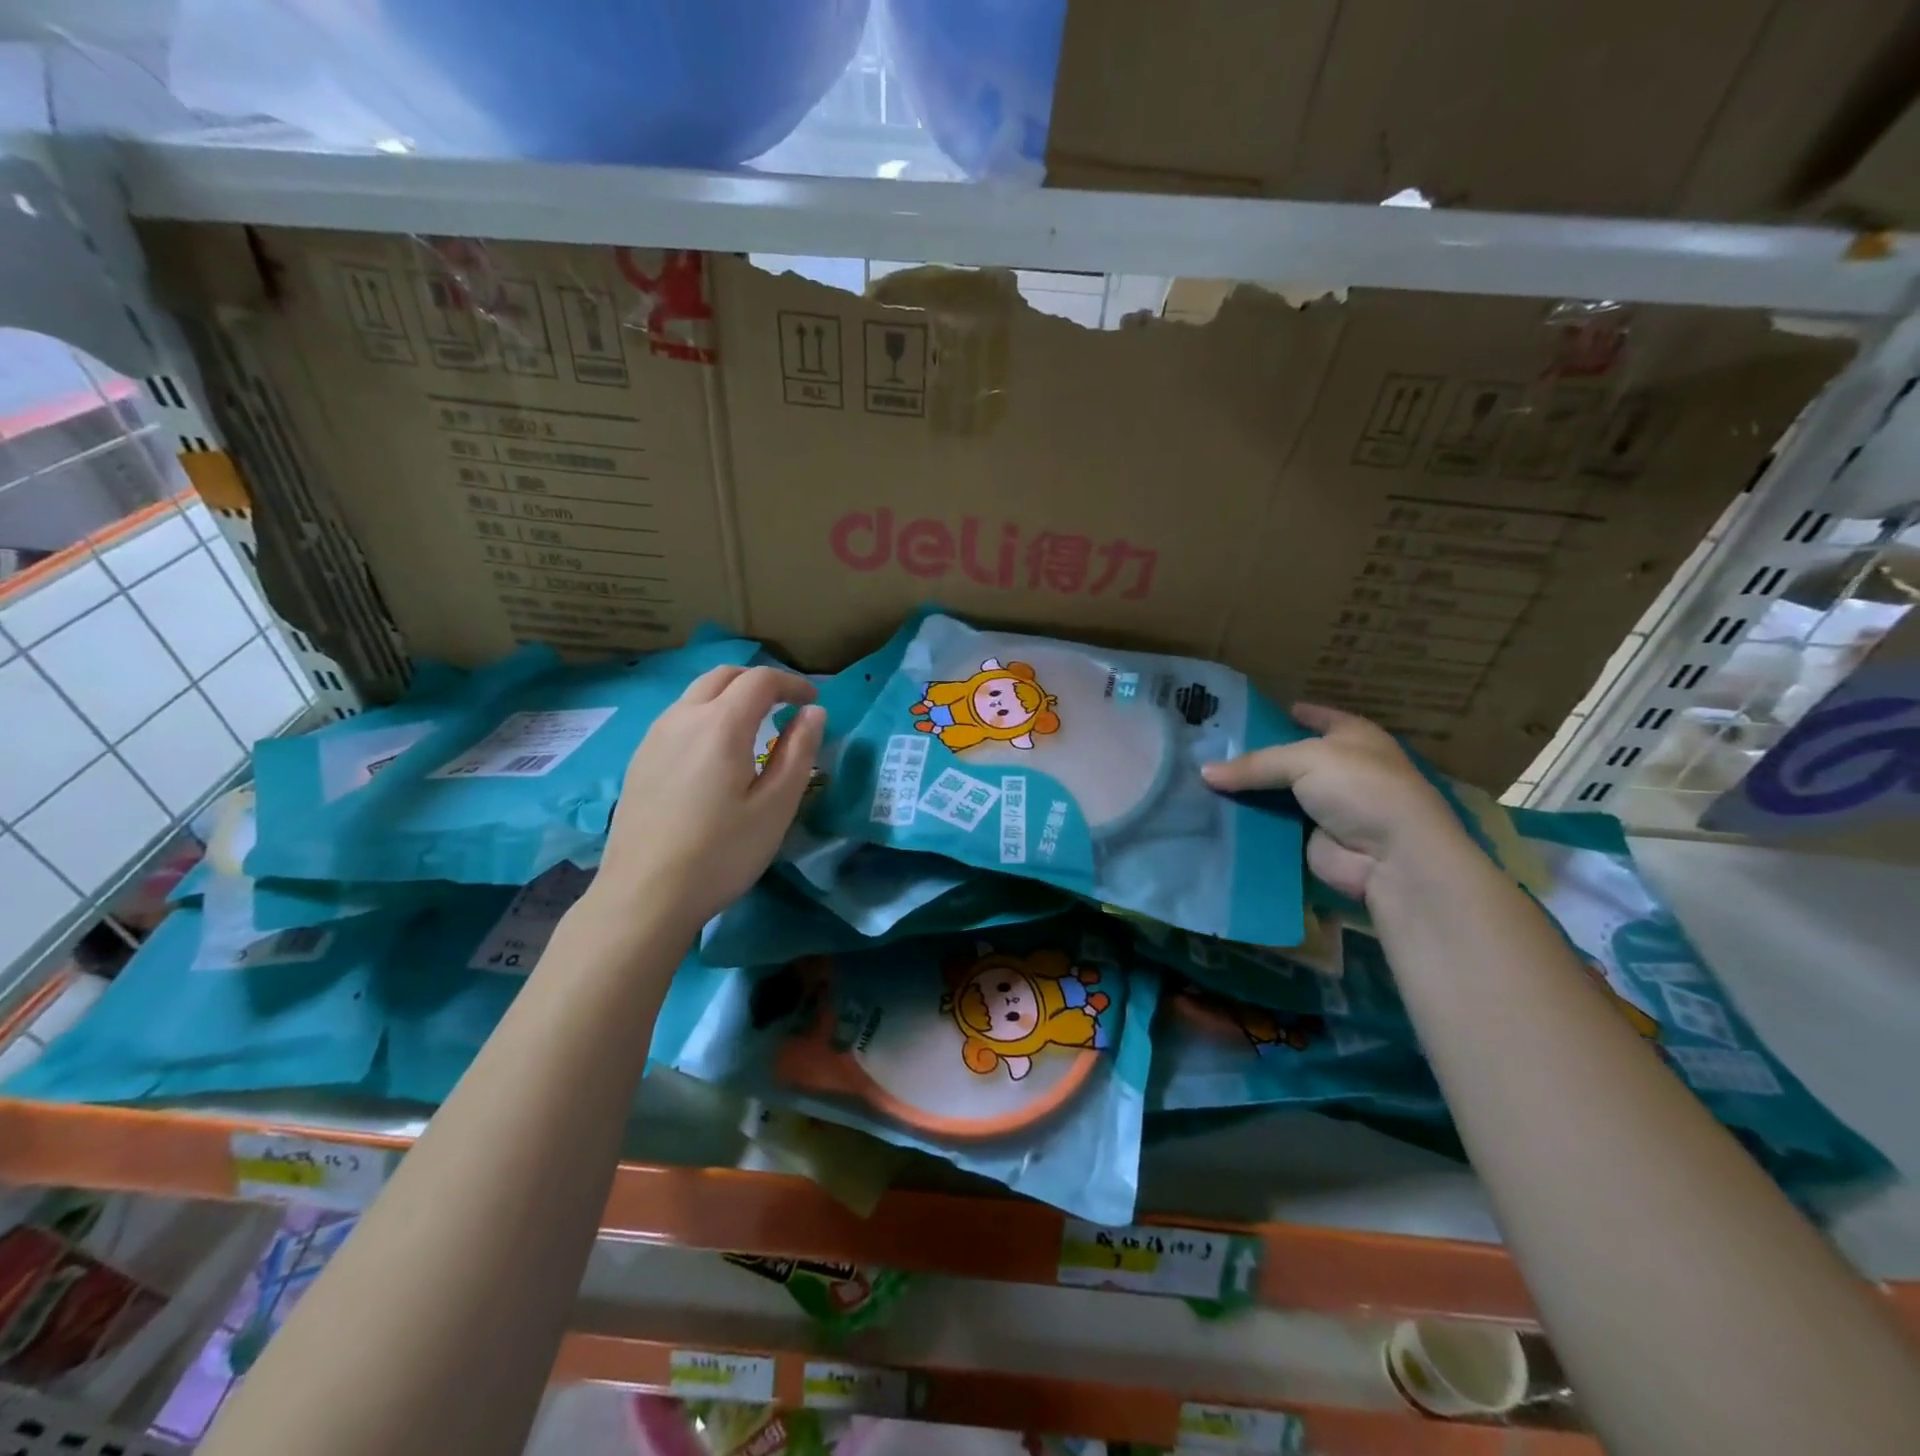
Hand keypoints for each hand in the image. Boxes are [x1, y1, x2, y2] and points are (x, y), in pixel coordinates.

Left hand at [589, 665, 824, 938]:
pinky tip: (715, 754)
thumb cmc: (721, 853)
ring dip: (729, 697)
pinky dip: (706, 716)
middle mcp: (683, 718)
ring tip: (754, 728)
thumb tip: (812, 714)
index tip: (813, 703)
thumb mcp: (776, 807)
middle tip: (785, 706)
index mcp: (720, 725)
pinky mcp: (639, 760)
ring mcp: (654, 738)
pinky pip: (678, 718)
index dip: (792, 684)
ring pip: (696, 694)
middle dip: (759, 682)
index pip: (760, 680)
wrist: (644, 896)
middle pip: (723, 676)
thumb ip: (798, 753)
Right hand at [1201, 703, 1470, 902]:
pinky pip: (1273, 827)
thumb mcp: (1305, 760)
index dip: (1294, 714)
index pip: (1320, 718)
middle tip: (1211, 751)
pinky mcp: (1311, 840)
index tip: (1257, 714)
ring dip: (1249, 793)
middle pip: (1291, 759)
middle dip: (1256, 758)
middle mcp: (1343, 770)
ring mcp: (1327, 807)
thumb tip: (1204, 772)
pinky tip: (1216, 816)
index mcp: (1355, 738)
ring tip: (1203, 783)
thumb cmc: (1360, 788)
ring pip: (1278, 795)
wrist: (1390, 856)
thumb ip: (1255, 764)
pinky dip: (1251, 824)